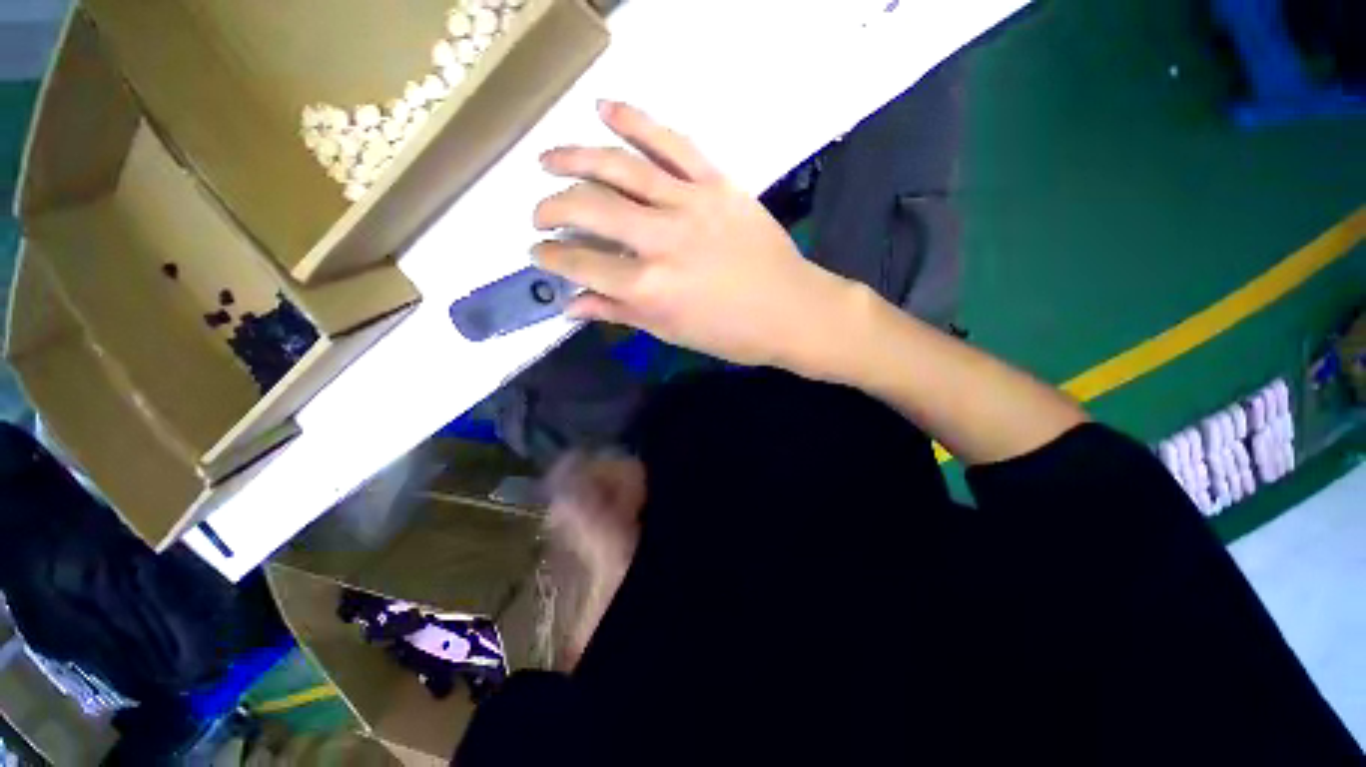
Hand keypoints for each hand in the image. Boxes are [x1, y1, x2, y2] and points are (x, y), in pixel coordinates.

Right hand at [533, 101, 863, 376]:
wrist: (791, 309)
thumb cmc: (730, 333)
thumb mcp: (671, 332)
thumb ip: (619, 313)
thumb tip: (571, 304)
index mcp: (649, 288)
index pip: (582, 264)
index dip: (552, 258)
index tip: (539, 253)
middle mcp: (661, 240)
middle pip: (589, 209)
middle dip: (552, 209)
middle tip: (540, 214)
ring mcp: (689, 204)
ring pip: (619, 167)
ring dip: (574, 158)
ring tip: (548, 158)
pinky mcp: (716, 183)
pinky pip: (671, 142)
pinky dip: (635, 121)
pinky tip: (606, 109)